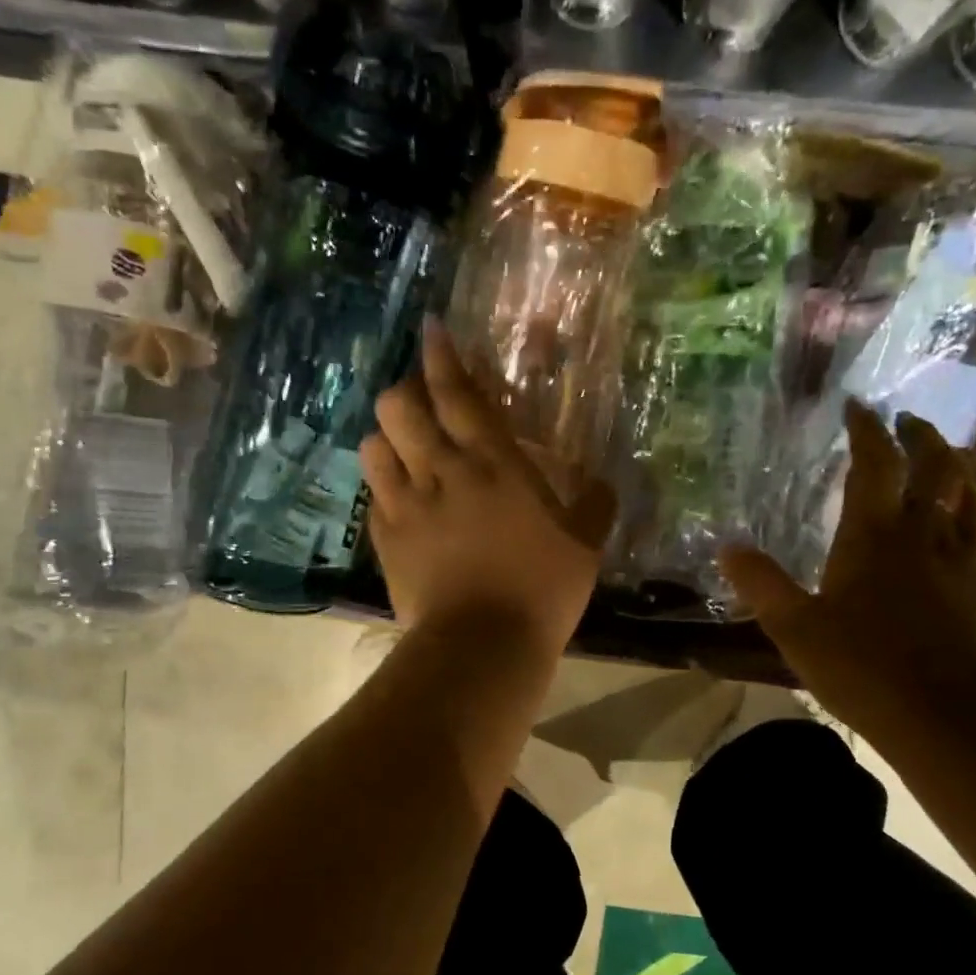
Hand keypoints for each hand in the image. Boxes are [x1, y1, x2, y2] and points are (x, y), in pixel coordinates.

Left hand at [360, 319, 617, 661]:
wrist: (482, 644)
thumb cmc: (542, 589)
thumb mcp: (585, 545)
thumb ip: (594, 505)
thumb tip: (603, 483)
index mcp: (493, 464)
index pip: (458, 393)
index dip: (442, 356)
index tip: (432, 330)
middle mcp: (442, 472)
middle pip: (400, 406)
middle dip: (406, 391)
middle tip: (423, 402)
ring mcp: (405, 505)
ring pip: (374, 445)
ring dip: (388, 437)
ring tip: (404, 449)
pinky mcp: (384, 540)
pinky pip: (372, 496)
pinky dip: (383, 487)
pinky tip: (399, 499)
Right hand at [722, 401, 975, 738]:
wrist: (947, 718)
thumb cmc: (863, 666)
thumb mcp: (794, 627)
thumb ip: (761, 585)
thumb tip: (728, 548)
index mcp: (875, 537)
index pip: (875, 465)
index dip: (867, 431)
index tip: (859, 406)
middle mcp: (924, 539)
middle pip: (937, 471)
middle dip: (924, 439)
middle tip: (909, 422)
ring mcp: (963, 567)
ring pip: (975, 503)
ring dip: (964, 474)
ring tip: (952, 463)